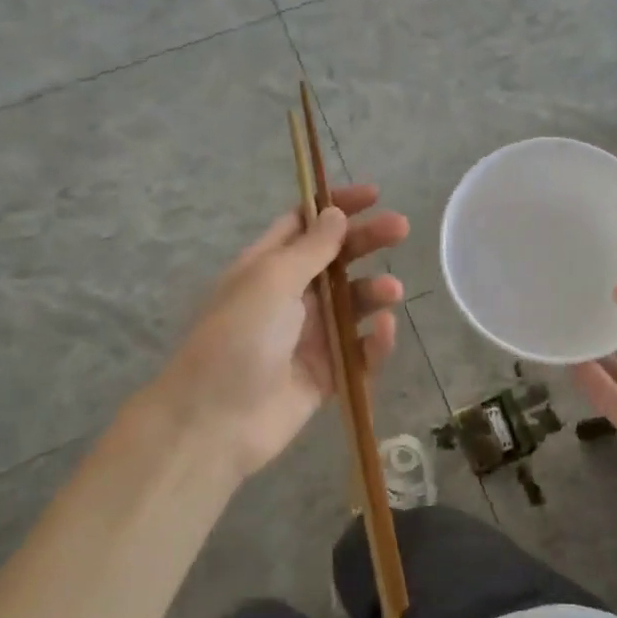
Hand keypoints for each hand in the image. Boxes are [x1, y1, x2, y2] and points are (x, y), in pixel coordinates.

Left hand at [157, 185, 407, 481]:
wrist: (214, 422)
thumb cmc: (237, 338)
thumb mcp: (270, 280)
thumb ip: (310, 248)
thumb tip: (334, 213)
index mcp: (267, 267)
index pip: (304, 224)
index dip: (336, 207)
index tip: (373, 195)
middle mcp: (290, 297)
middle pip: (337, 260)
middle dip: (367, 242)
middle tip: (401, 229)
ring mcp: (310, 336)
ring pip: (353, 305)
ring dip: (374, 292)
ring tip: (391, 291)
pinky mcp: (326, 374)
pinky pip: (359, 351)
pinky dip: (374, 341)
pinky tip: (382, 331)